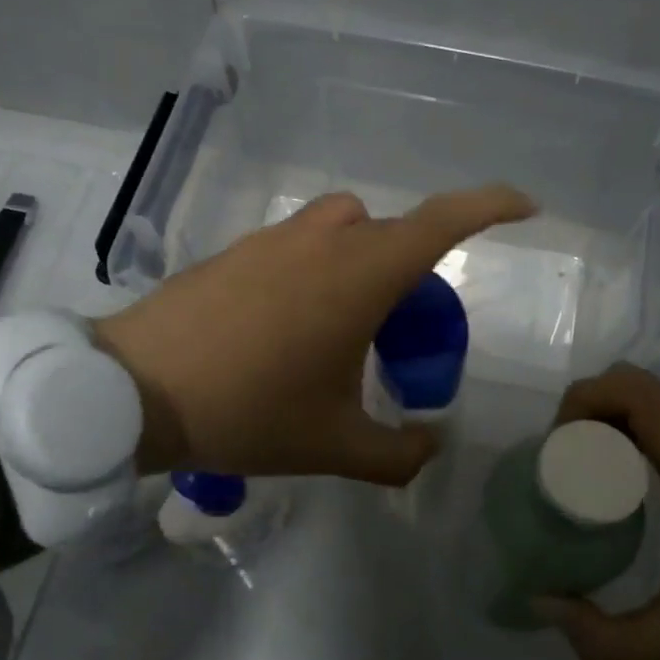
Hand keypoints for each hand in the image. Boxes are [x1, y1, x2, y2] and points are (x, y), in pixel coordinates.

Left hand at [92, 185, 535, 483]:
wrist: (135, 390)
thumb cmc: (248, 411)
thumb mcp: (334, 445)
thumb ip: (398, 454)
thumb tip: (430, 447)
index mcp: (361, 274)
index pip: (443, 220)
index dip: (491, 206)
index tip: (524, 208)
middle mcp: (324, 240)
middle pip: (392, 232)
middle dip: (413, 269)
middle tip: (404, 329)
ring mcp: (274, 239)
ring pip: (343, 230)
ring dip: (361, 262)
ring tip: (344, 326)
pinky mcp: (237, 250)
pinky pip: (297, 245)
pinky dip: (314, 270)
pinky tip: (286, 328)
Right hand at [533, 364, 659, 659]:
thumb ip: (605, 640)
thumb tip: (545, 608)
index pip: (627, 388)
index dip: (579, 404)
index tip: (558, 451)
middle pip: (637, 389)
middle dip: (590, 415)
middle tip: (568, 468)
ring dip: (618, 427)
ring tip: (594, 484)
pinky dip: (646, 441)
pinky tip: (642, 497)